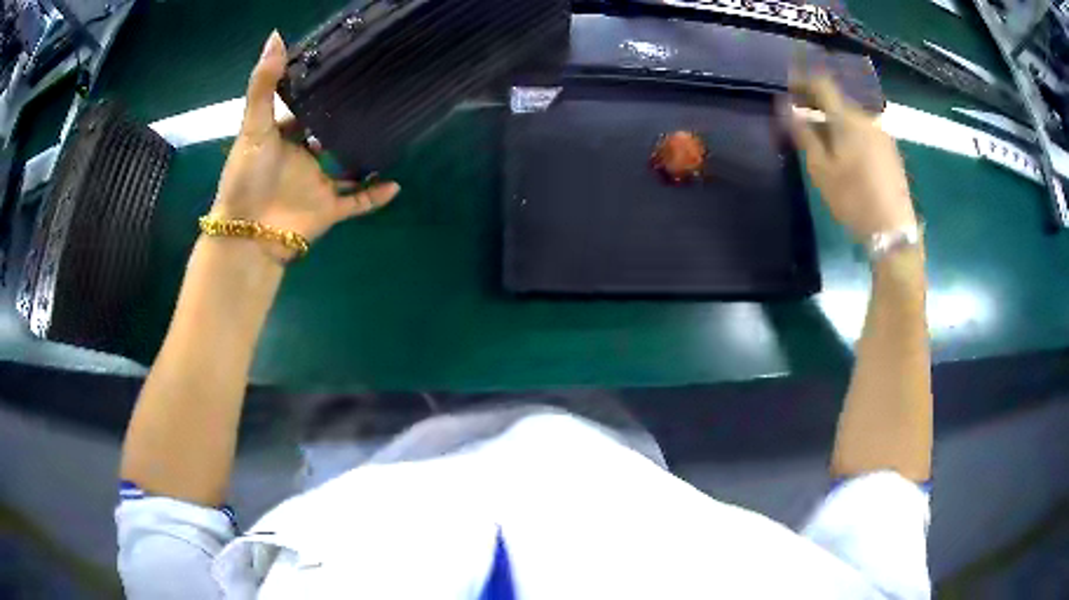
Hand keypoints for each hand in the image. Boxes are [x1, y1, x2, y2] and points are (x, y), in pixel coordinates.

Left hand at [212, 31, 399, 254]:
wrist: (249, 234)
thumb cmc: (247, 177)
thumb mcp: (253, 126)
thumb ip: (264, 85)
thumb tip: (276, 36)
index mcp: (283, 138)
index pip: (304, 109)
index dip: (319, 91)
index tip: (344, 69)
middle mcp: (302, 158)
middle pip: (329, 135)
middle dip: (348, 118)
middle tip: (377, 94)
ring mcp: (317, 184)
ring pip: (347, 167)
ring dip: (366, 155)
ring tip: (391, 131)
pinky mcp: (329, 209)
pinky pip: (357, 202)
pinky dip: (375, 196)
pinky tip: (396, 183)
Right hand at [784, 73, 915, 241]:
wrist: (893, 231)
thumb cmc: (853, 199)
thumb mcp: (820, 170)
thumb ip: (803, 133)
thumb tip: (785, 106)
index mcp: (847, 119)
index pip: (822, 84)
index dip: (802, 81)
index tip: (787, 87)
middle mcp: (867, 118)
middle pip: (838, 100)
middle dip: (817, 102)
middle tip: (799, 113)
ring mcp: (882, 134)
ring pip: (852, 116)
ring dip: (834, 119)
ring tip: (821, 135)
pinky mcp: (891, 150)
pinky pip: (864, 130)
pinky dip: (849, 131)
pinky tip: (844, 150)